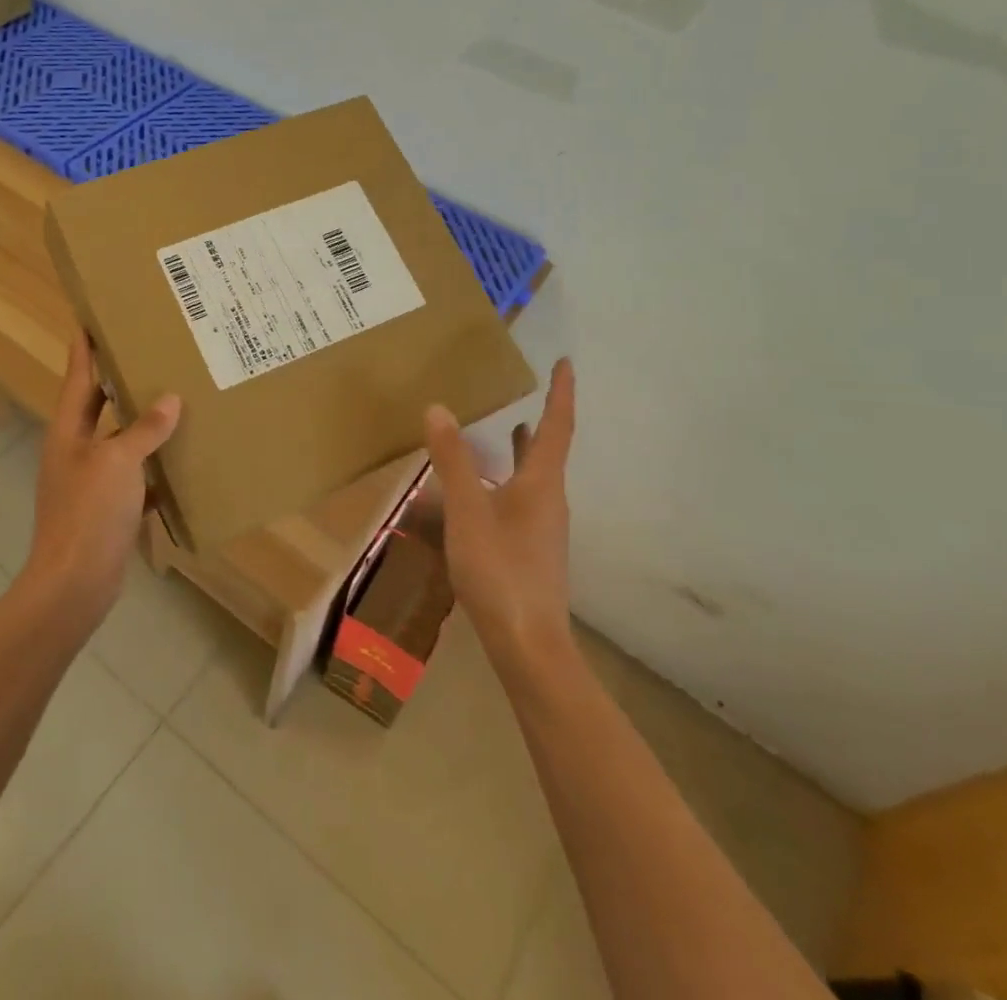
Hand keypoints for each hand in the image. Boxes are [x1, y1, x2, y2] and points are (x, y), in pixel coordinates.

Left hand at [26, 333, 180, 627]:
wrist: (74, 585)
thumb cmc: (89, 513)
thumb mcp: (118, 462)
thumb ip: (144, 430)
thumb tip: (170, 400)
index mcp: (68, 433)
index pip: (78, 379)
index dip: (83, 350)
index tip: (90, 319)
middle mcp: (76, 451)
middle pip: (98, 406)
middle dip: (117, 381)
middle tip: (146, 353)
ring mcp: (91, 482)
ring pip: (120, 441)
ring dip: (142, 424)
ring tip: (174, 399)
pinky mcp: (108, 509)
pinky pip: (135, 476)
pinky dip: (154, 467)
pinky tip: (182, 459)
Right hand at [423, 358, 575, 667]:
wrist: (528, 644)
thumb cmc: (500, 570)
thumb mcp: (468, 511)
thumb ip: (453, 460)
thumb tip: (439, 408)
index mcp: (542, 484)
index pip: (557, 427)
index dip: (562, 393)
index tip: (567, 362)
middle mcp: (550, 501)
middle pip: (548, 451)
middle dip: (541, 419)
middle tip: (529, 392)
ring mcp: (543, 528)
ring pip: (534, 477)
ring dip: (523, 451)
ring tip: (507, 429)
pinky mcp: (532, 550)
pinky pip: (521, 500)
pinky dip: (507, 481)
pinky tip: (484, 493)